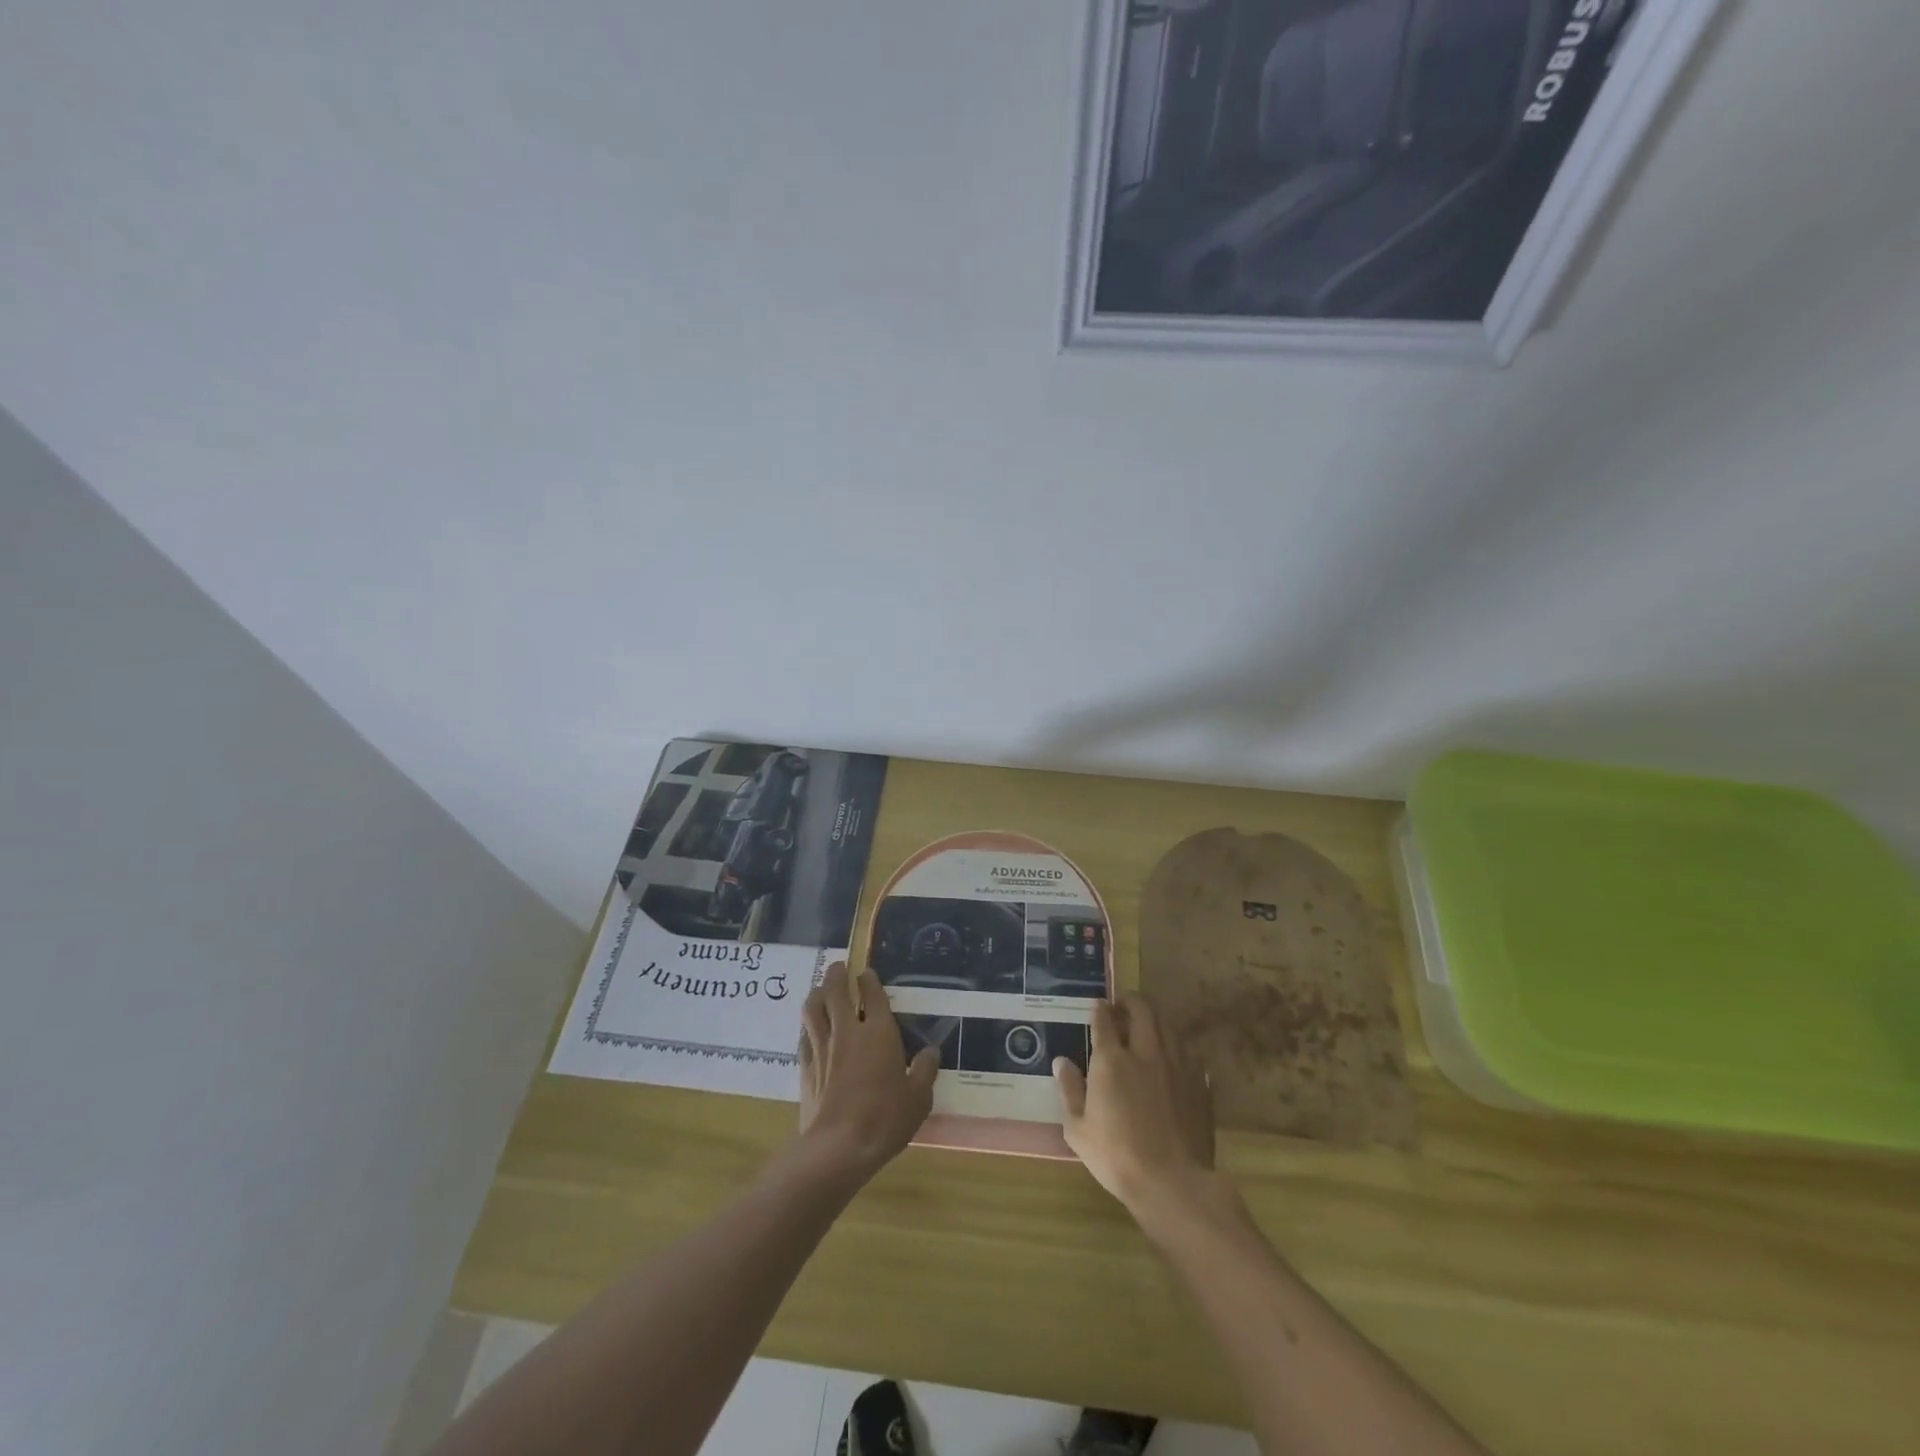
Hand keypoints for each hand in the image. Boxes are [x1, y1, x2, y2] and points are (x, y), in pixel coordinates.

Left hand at [796, 962, 938, 1182]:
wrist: (837, 1147)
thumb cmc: (884, 1119)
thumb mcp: (918, 1099)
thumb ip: (924, 1071)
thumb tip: (930, 1052)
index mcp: (878, 1032)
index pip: (872, 994)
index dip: (869, 980)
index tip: (866, 973)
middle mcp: (847, 1031)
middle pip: (835, 991)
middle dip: (836, 974)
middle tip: (838, 967)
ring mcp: (822, 1048)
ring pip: (813, 1008)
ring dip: (816, 993)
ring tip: (819, 989)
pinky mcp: (806, 1067)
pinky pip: (803, 1035)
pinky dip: (807, 1025)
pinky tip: (809, 1028)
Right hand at [1054, 994, 1215, 1217]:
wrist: (1173, 1183)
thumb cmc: (1117, 1157)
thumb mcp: (1078, 1129)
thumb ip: (1069, 1090)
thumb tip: (1062, 1061)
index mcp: (1112, 1061)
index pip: (1104, 1020)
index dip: (1099, 1010)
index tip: (1098, 1007)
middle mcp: (1145, 1052)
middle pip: (1142, 1009)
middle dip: (1130, 1001)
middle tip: (1123, 1007)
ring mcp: (1177, 1065)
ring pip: (1168, 1024)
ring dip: (1155, 1018)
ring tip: (1147, 1026)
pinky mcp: (1199, 1082)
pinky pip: (1188, 1050)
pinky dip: (1176, 1044)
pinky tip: (1172, 1055)